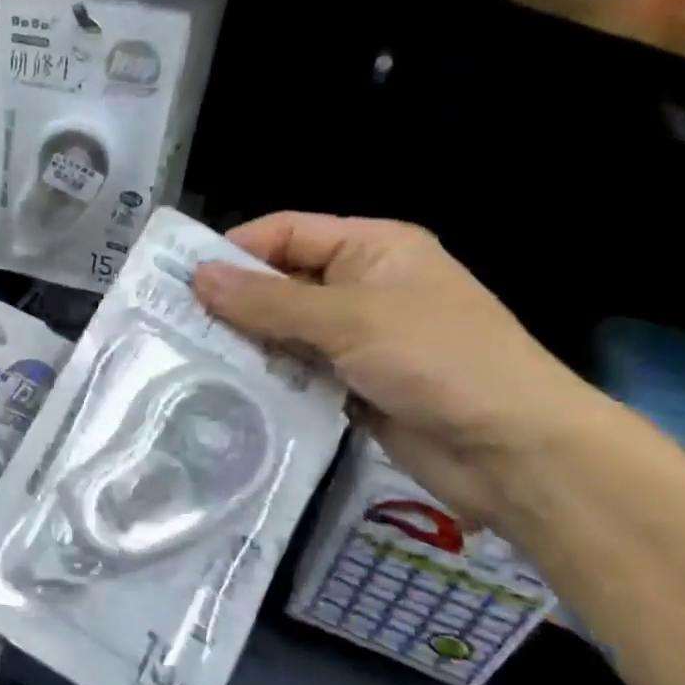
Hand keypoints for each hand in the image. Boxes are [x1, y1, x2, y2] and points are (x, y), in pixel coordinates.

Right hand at [192, 212, 604, 523]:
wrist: (514, 453)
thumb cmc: (439, 361)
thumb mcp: (350, 320)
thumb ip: (269, 301)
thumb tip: (197, 277)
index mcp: (372, 248)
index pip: (287, 232)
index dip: (235, 249)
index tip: (180, 277)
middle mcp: (360, 286)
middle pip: (279, 281)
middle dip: (232, 300)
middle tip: (170, 320)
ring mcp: (355, 339)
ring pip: (282, 329)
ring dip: (244, 342)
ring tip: (185, 354)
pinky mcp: (349, 384)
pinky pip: (294, 370)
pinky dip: (265, 375)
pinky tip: (224, 386)